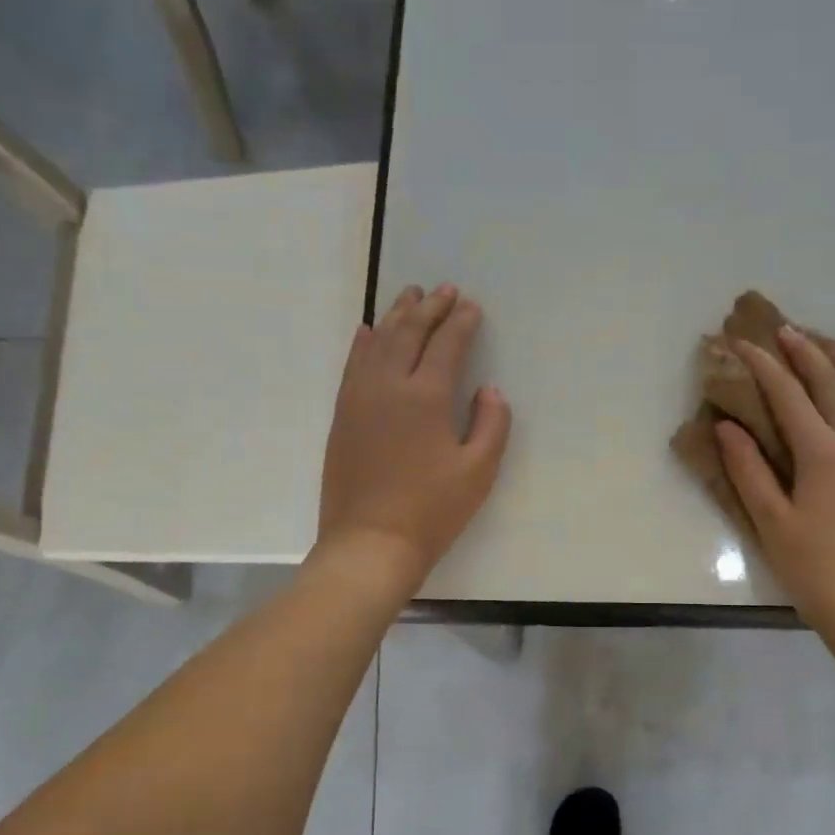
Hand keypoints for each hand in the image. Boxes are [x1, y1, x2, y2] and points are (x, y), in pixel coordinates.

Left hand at [316, 284, 511, 595]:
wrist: (369, 544)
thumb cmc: (432, 510)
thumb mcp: (479, 472)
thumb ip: (492, 424)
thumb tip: (489, 390)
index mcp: (426, 397)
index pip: (446, 345)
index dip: (461, 322)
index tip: (472, 306)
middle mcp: (388, 386)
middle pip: (408, 333)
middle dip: (429, 308)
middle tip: (444, 290)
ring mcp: (359, 399)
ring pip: (376, 342)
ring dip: (395, 315)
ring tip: (410, 296)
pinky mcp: (342, 416)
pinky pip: (352, 365)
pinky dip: (363, 343)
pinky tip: (367, 331)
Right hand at [715, 326, 834, 629]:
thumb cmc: (816, 570)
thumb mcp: (772, 522)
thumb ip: (749, 470)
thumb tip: (728, 425)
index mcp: (823, 453)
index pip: (788, 396)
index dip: (763, 366)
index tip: (743, 343)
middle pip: (831, 384)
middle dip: (805, 354)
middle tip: (785, 330)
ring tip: (827, 342)